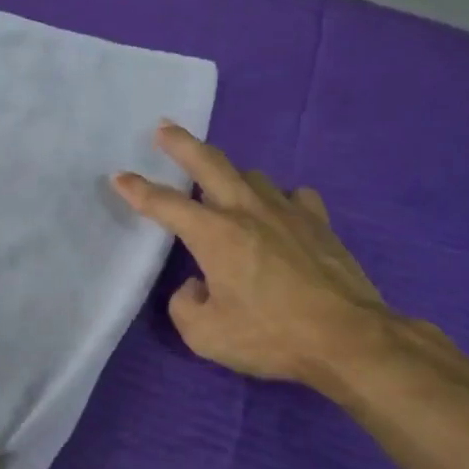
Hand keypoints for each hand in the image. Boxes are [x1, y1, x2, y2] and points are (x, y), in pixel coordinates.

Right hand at [112, 122, 389, 386]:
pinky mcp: (320, 225)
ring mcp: (289, 214)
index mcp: (215, 235)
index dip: (138, 190)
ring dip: (230, 175)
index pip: (166, 205)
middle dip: (182, 144)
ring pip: (253, 177)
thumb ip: (185, 305)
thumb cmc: (270, 336)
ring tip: (220, 183)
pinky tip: (279, 211)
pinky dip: (278, 199)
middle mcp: (248, 212)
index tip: (119, 177)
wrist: (349, 339)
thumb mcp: (205, 335)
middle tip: (164, 128)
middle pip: (211, 164)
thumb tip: (196, 285)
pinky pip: (294, 198)